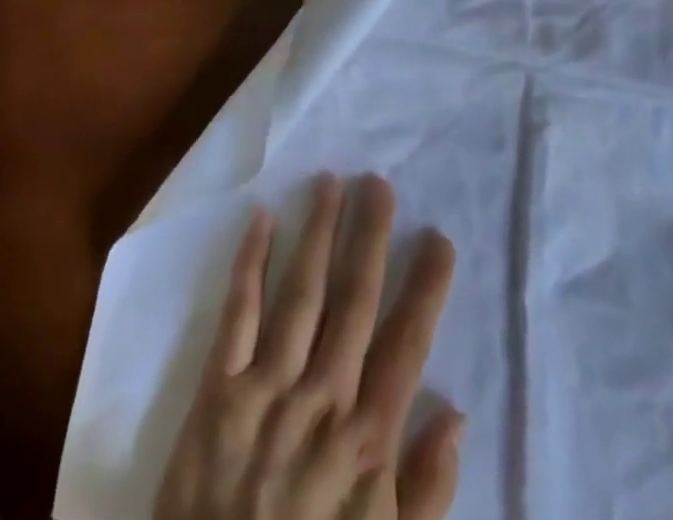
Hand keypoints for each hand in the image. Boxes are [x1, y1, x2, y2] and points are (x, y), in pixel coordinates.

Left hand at [155, 174, 461, 519]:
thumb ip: (425, 494)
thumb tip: (456, 416)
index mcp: (365, 442)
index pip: (405, 347)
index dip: (425, 291)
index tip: (439, 240)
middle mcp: (320, 400)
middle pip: (353, 303)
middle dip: (370, 239)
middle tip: (380, 184)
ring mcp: (265, 389)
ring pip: (300, 294)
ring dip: (317, 234)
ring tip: (332, 183)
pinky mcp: (216, 389)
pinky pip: (237, 315)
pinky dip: (249, 264)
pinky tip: (262, 219)